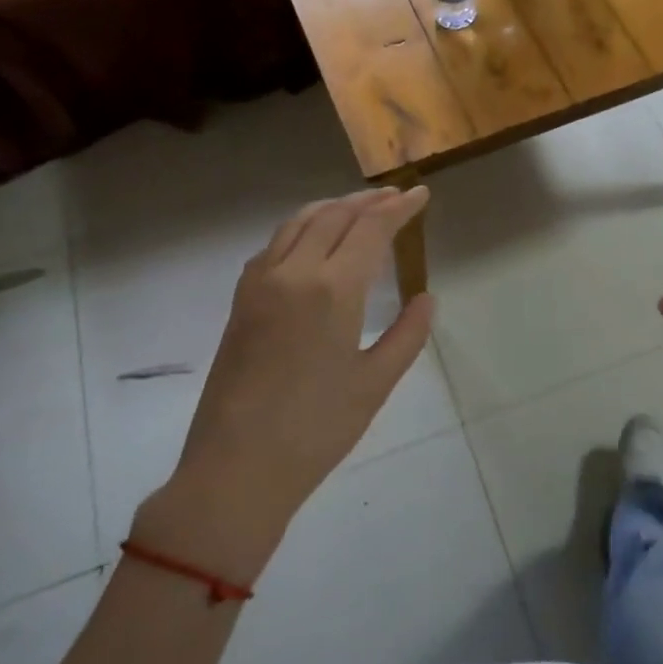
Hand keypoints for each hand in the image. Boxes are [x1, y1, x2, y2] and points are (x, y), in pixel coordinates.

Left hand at [133, 187, 434, 580]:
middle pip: (335, 215)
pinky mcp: (241, 299)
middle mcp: (293, 272)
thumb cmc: (316, 430)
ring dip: (333, 207)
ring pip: (299, 222)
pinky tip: (313, 240)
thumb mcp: (376, 384)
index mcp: (332, 289)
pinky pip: (275, 244)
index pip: (371, 228)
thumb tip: (426, 297)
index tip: (421, 195)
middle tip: (396, 197)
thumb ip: (408, 334)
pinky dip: (303, 227)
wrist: (235, 468)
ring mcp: (260, 283)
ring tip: (359, 207)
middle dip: (369, 201)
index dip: (400, 208)